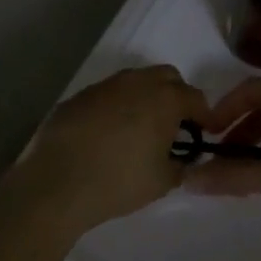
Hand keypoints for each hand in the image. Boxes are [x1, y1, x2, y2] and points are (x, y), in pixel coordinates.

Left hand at [17, 65, 208, 231]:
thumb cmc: (119, 181)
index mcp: (164, 99)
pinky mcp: (77, 97)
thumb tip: (183, 159)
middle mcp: (136, 83)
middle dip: (175, 96)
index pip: (195, 98)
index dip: (203, 115)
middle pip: (166, 77)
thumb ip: (181, 165)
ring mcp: (103, 87)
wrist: (57, 183)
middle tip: (173, 125)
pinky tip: (107, 135)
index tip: (203, 133)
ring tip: (139, 130)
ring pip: (134, 82)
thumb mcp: (163, 181)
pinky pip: (107, 96)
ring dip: (143, 99)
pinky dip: (115, 108)